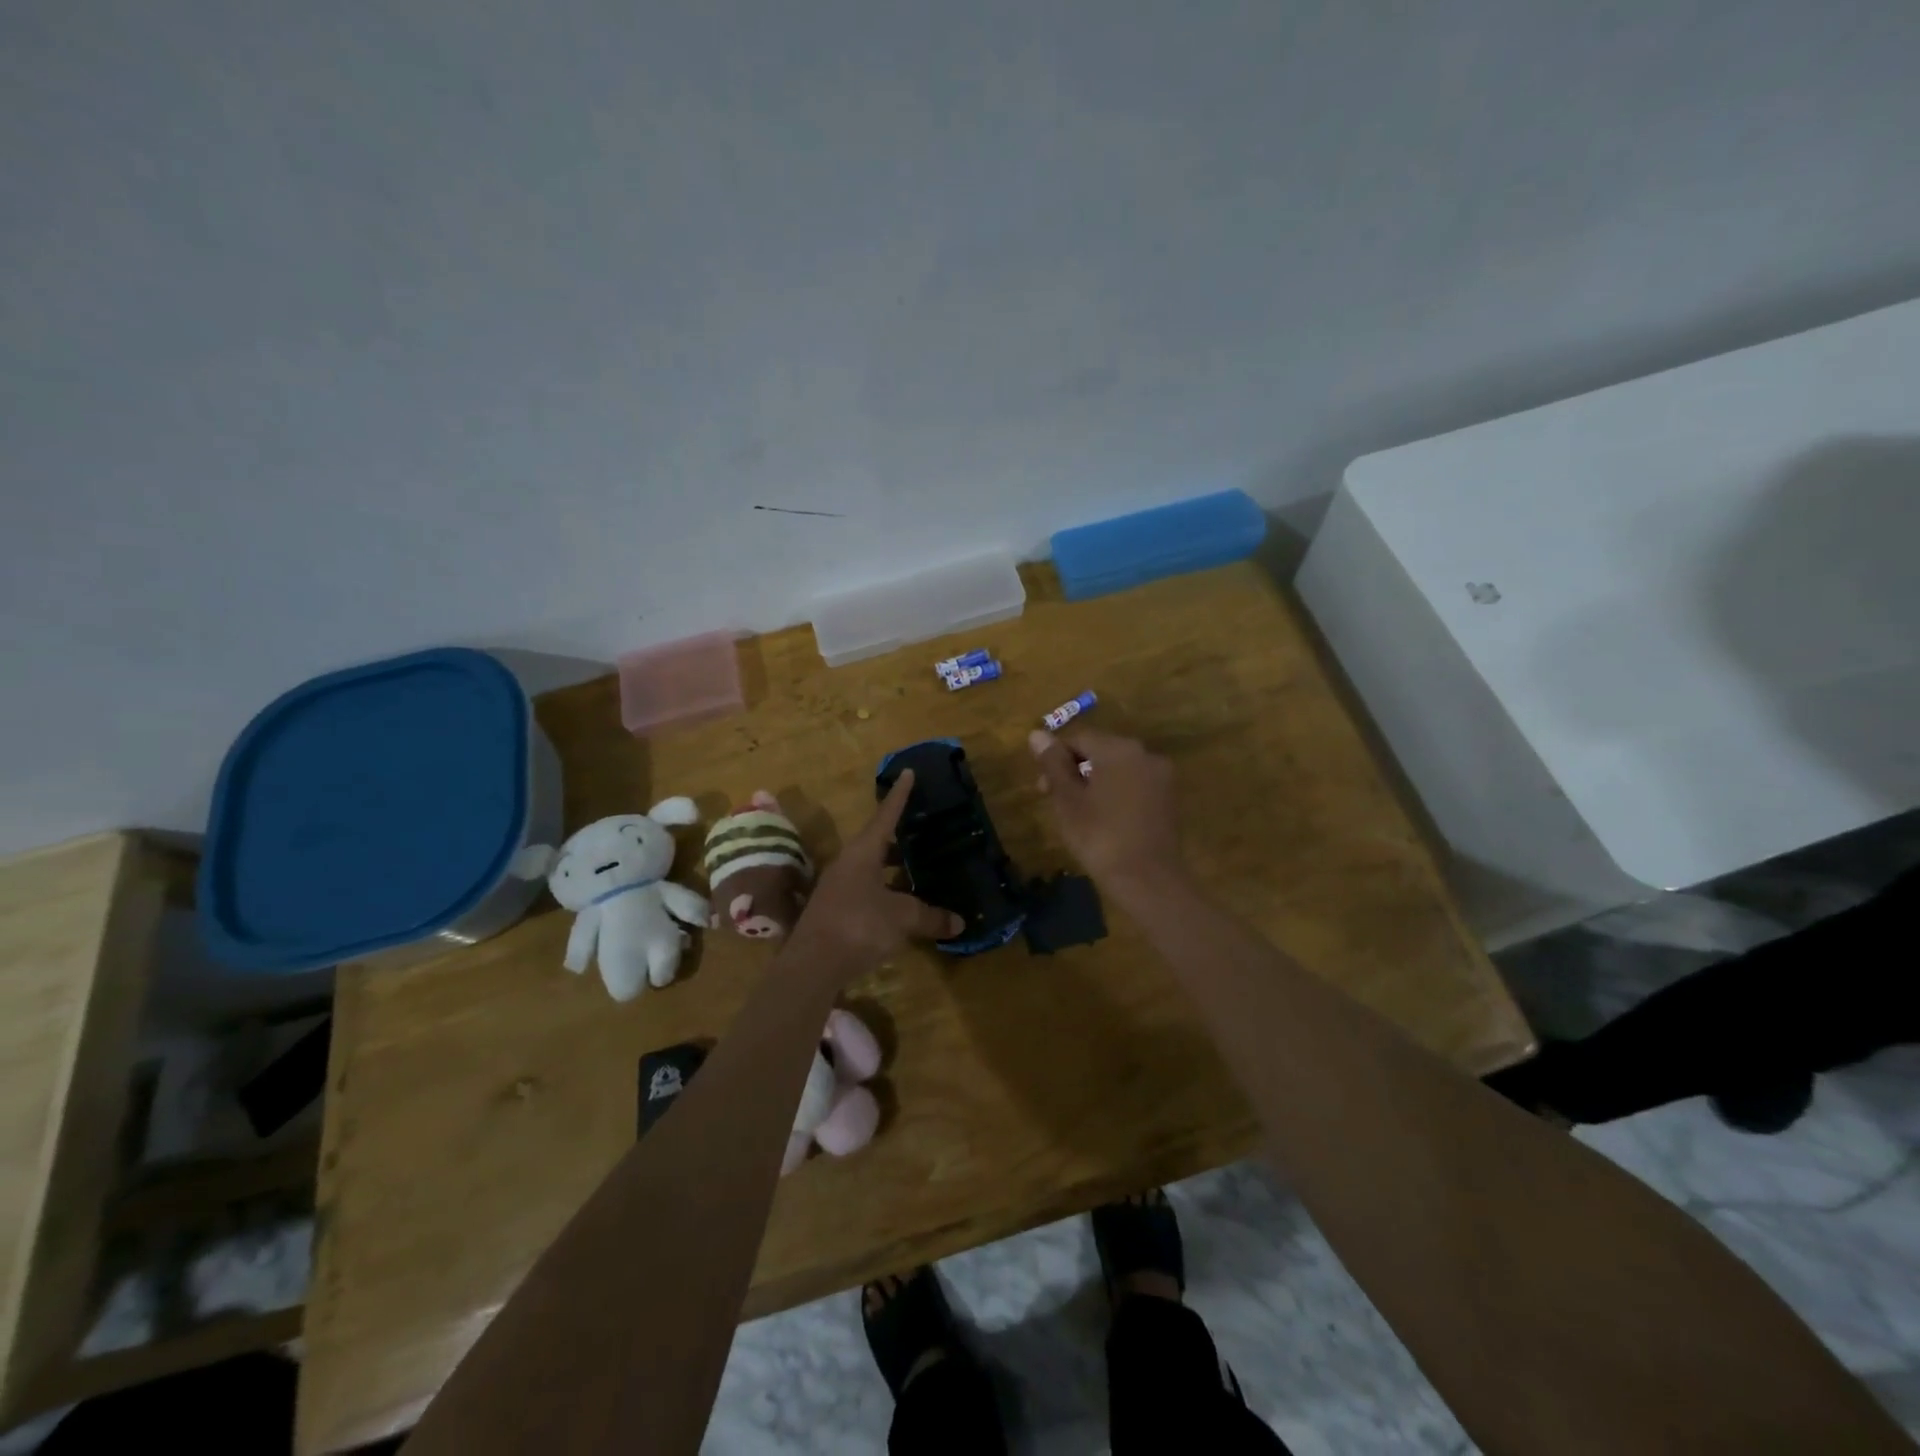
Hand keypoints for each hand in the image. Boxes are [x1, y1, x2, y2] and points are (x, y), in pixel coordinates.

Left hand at [788, 770, 964, 968]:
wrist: (811, 965)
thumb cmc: (858, 926)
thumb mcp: (901, 918)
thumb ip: (929, 917)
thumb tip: (958, 922)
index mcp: (862, 853)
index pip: (885, 816)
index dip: (899, 795)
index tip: (907, 772)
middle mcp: (847, 864)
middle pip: (876, 843)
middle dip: (898, 837)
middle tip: (921, 830)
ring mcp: (837, 889)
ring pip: (870, 870)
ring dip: (891, 868)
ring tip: (916, 870)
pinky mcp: (834, 912)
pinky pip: (865, 892)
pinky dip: (884, 893)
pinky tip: (899, 906)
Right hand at [1029, 728, 1186, 897]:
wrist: (1148, 881)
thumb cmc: (1100, 837)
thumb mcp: (1068, 800)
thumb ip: (1053, 764)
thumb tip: (1037, 734)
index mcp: (1118, 749)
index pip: (1079, 738)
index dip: (1056, 758)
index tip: (1042, 787)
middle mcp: (1144, 754)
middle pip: (1100, 751)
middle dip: (1075, 770)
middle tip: (1055, 801)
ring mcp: (1161, 777)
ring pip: (1118, 769)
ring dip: (1094, 782)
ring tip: (1078, 813)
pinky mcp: (1168, 799)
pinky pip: (1134, 785)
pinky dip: (1116, 794)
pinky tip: (1104, 819)